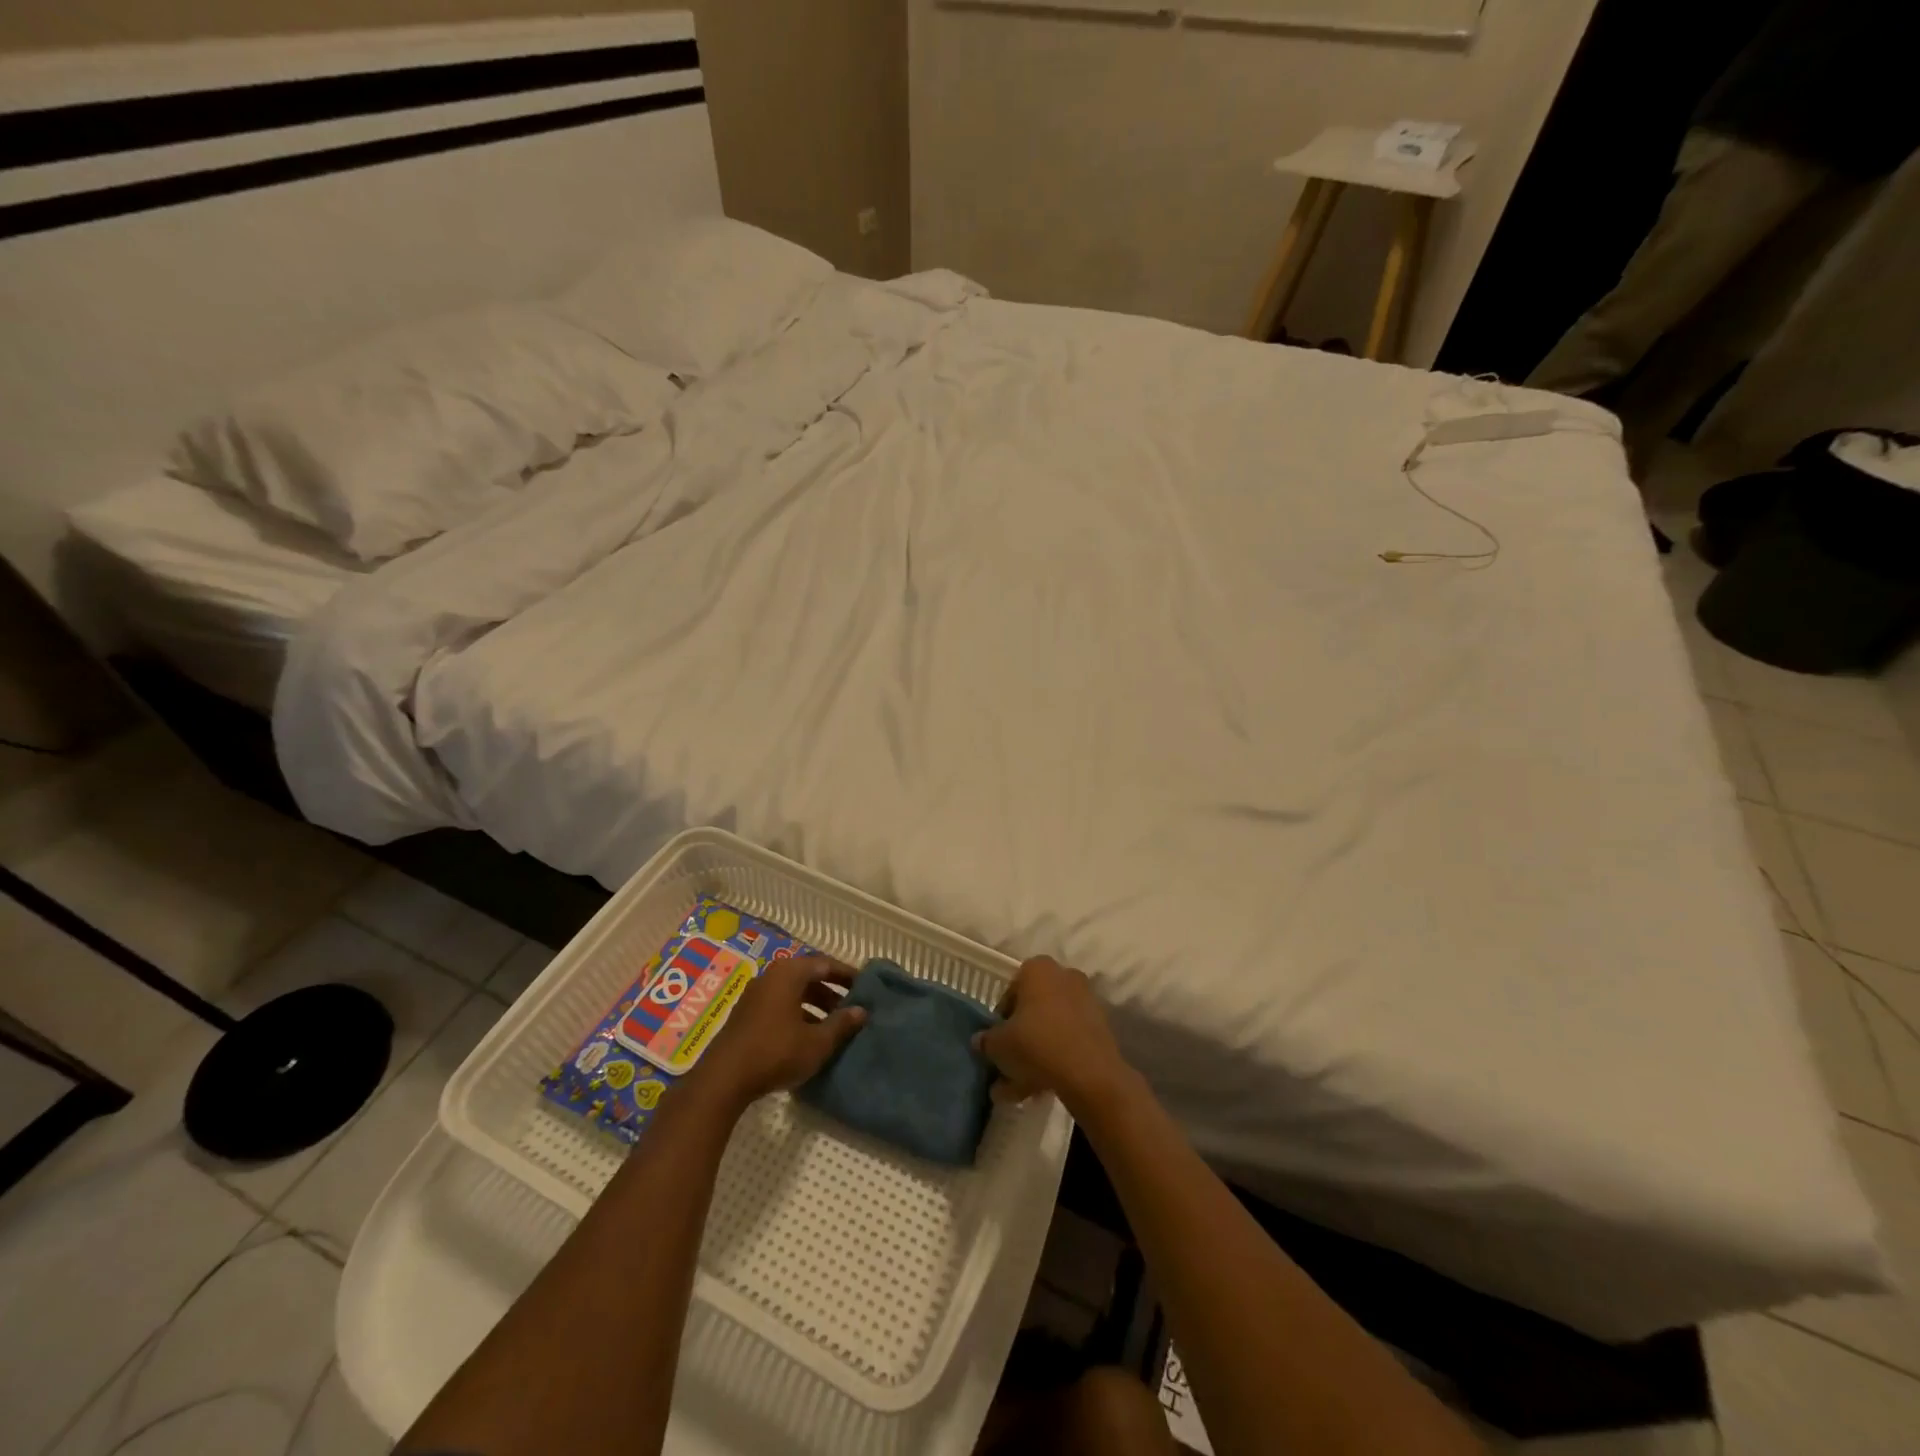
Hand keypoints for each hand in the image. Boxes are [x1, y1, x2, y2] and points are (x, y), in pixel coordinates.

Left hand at [687, 956, 866, 1113]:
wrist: (723, 1080)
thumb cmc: (776, 1052)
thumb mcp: (817, 1042)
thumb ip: (841, 1024)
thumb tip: (862, 1011)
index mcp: (788, 974)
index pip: (824, 964)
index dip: (846, 974)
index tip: (864, 986)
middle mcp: (770, 977)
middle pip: (807, 977)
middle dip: (831, 991)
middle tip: (850, 1007)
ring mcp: (754, 996)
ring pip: (792, 993)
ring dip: (814, 1005)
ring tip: (832, 1025)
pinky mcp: (745, 1016)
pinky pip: (778, 1005)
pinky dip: (797, 1014)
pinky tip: (806, 1037)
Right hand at [973, 956, 1135, 1116]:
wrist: (1089, 1073)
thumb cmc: (1036, 1044)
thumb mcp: (998, 1044)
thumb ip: (986, 1040)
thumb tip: (980, 1041)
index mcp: (1037, 969)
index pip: (1010, 992)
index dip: (1000, 1020)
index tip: (997, 1043)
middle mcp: (1064, 976)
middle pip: (1033, 1010)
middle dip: (1019, 1040)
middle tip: (1007, 1068)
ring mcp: (1085, 1001)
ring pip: (1050, 1029)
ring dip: (1034, 1056)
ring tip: (1018, 1090)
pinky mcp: (1100, 1027)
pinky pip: (1069, 1041)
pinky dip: (1055, 1060)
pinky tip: (1039, 1090)